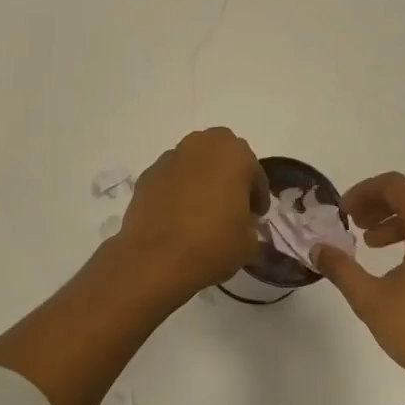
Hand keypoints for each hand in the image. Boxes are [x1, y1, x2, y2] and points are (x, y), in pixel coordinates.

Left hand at [114, 128, 267, 299]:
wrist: (157, 259)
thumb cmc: (213, 244)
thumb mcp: (248, 243)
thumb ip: (250, 226)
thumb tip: (244, 226)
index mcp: (233, 154)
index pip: (254, 170)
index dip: (257, 194)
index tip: (256, 215)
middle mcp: (200, 146)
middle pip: (220, 152)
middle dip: (228, 172)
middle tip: (231, 202)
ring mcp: (169, 158)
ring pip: (192, 161)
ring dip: (200, 177)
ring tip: (202, 209)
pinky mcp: (147, 175)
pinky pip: (170, 177)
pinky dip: (177, 189)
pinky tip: (177, 215)